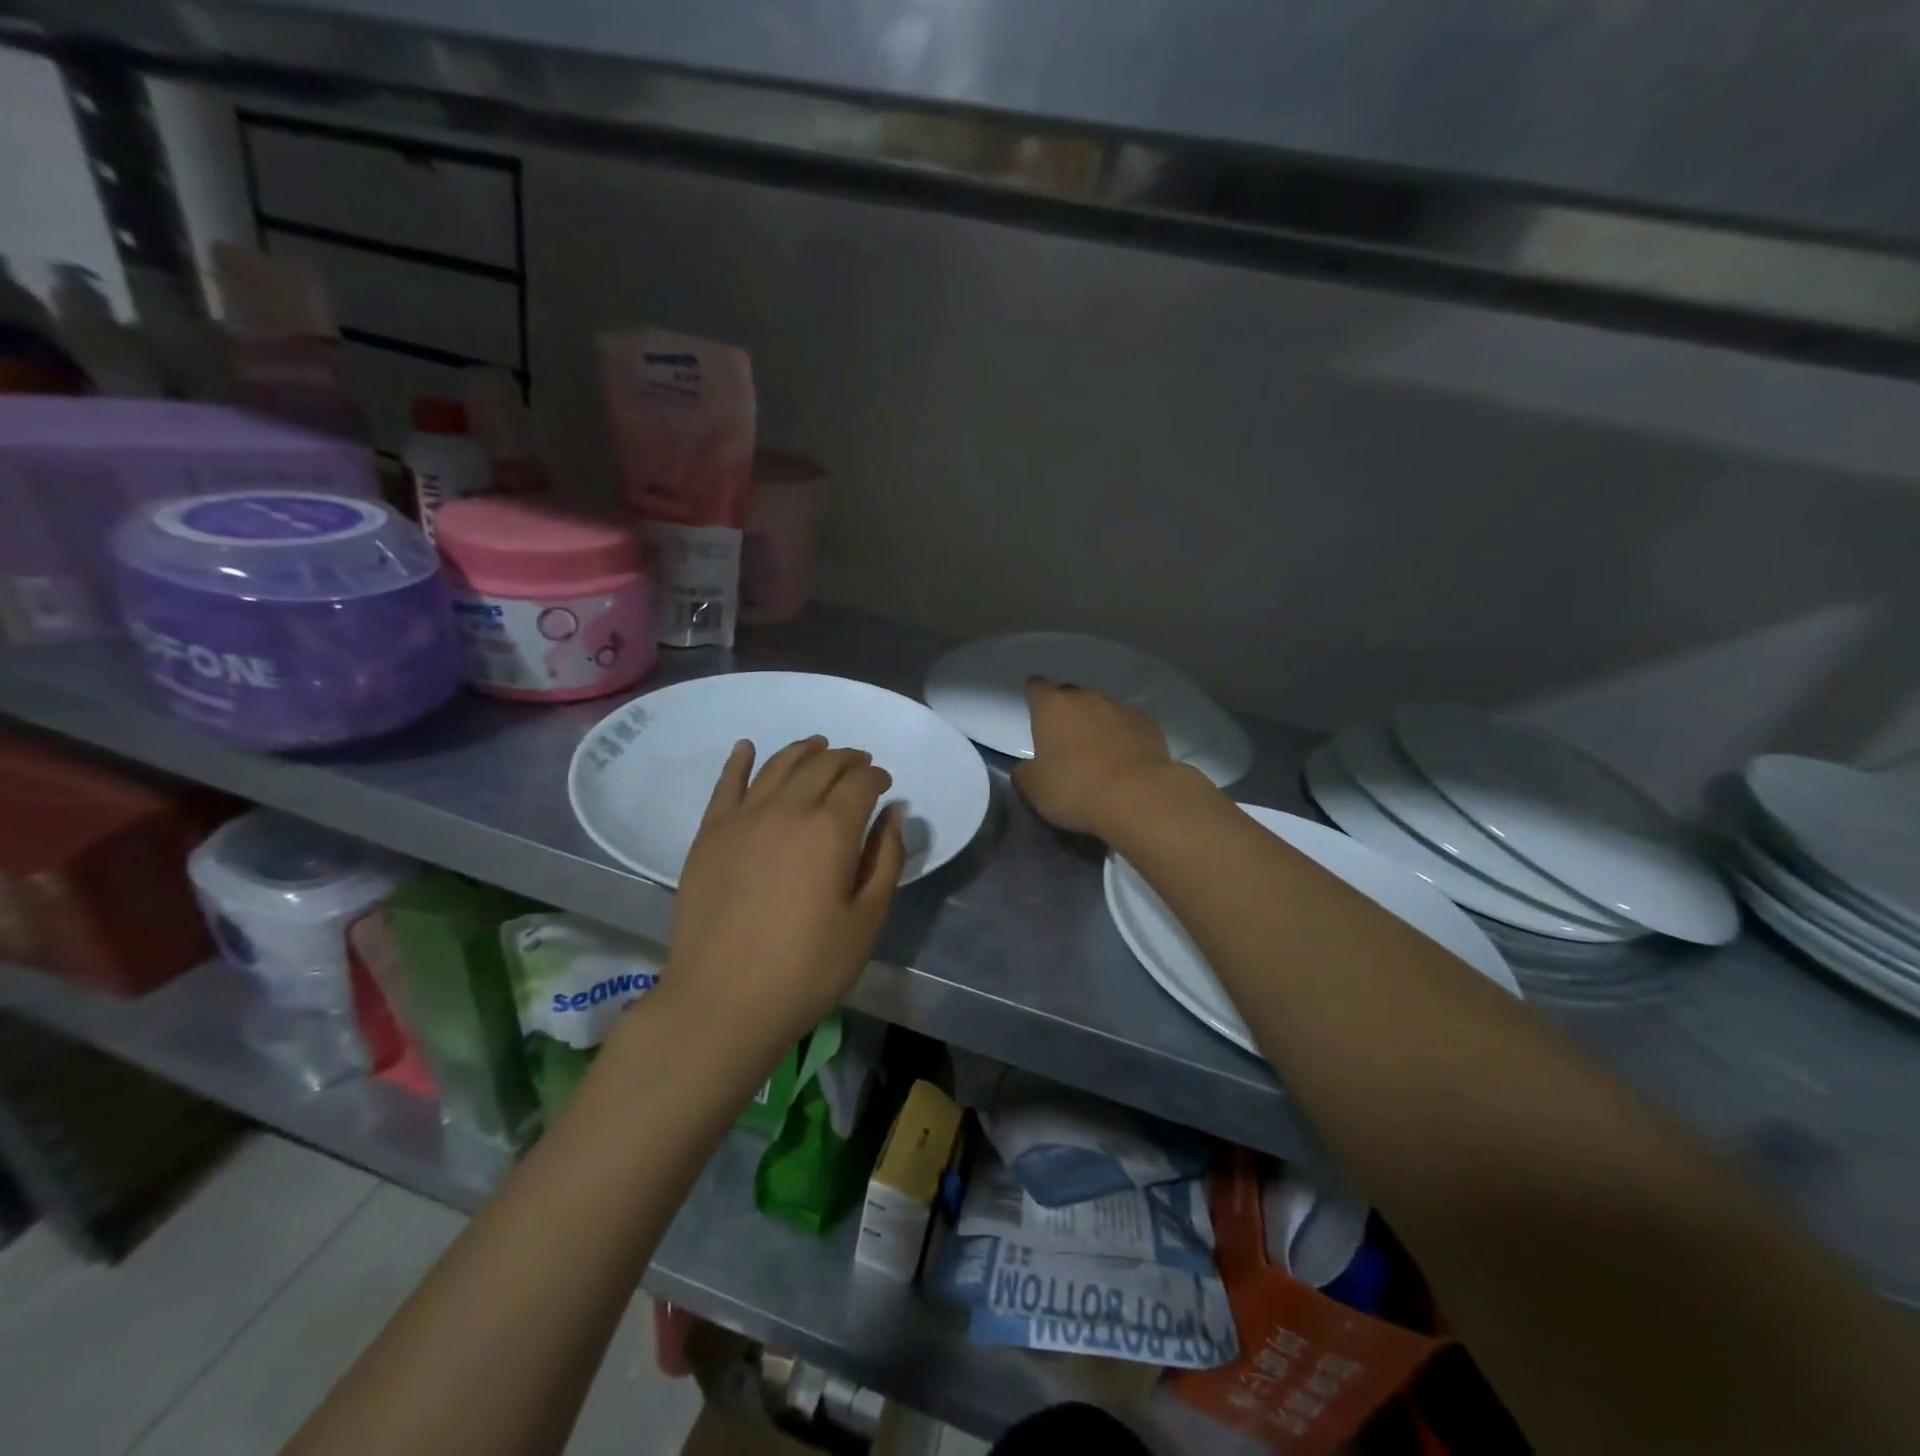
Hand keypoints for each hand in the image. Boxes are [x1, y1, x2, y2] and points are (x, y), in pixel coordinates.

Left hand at [667, 736, 905, 1050]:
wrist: (722, 1002)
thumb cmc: (807, 968)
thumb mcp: (867, 920)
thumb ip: (886, 859)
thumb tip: (893, 814)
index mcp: (831, 829)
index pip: (861, 782)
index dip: (877, 777)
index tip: (885, 785)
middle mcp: (788, 809)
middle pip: (822, 765)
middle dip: (847, 759)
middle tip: (859, 765)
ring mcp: (743, 817)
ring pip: (779, 764)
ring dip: (804, 751)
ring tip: (818, 747)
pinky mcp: (710, 833)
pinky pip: (727, 783)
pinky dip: (740, 760)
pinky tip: (748, 748)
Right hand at [1011, 678, 1176, 836]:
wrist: (1138, 797)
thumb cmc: (1075, 789)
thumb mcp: (1034, 789)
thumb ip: (1025, 772)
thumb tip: (1027, 769)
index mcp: (1052, 707)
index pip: (1036, 687)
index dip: (1034, 697)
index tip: (1035, 713)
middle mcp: (1086, 698)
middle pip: (1071, 695)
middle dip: (1066, 712)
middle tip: (1064, 742)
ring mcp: (1121, 708)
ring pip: (1102, 709)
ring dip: (1096, 725)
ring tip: (1098, 755)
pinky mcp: (1148, 724)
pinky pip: (1128, 725)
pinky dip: (1123, 737)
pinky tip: (1124, 761)